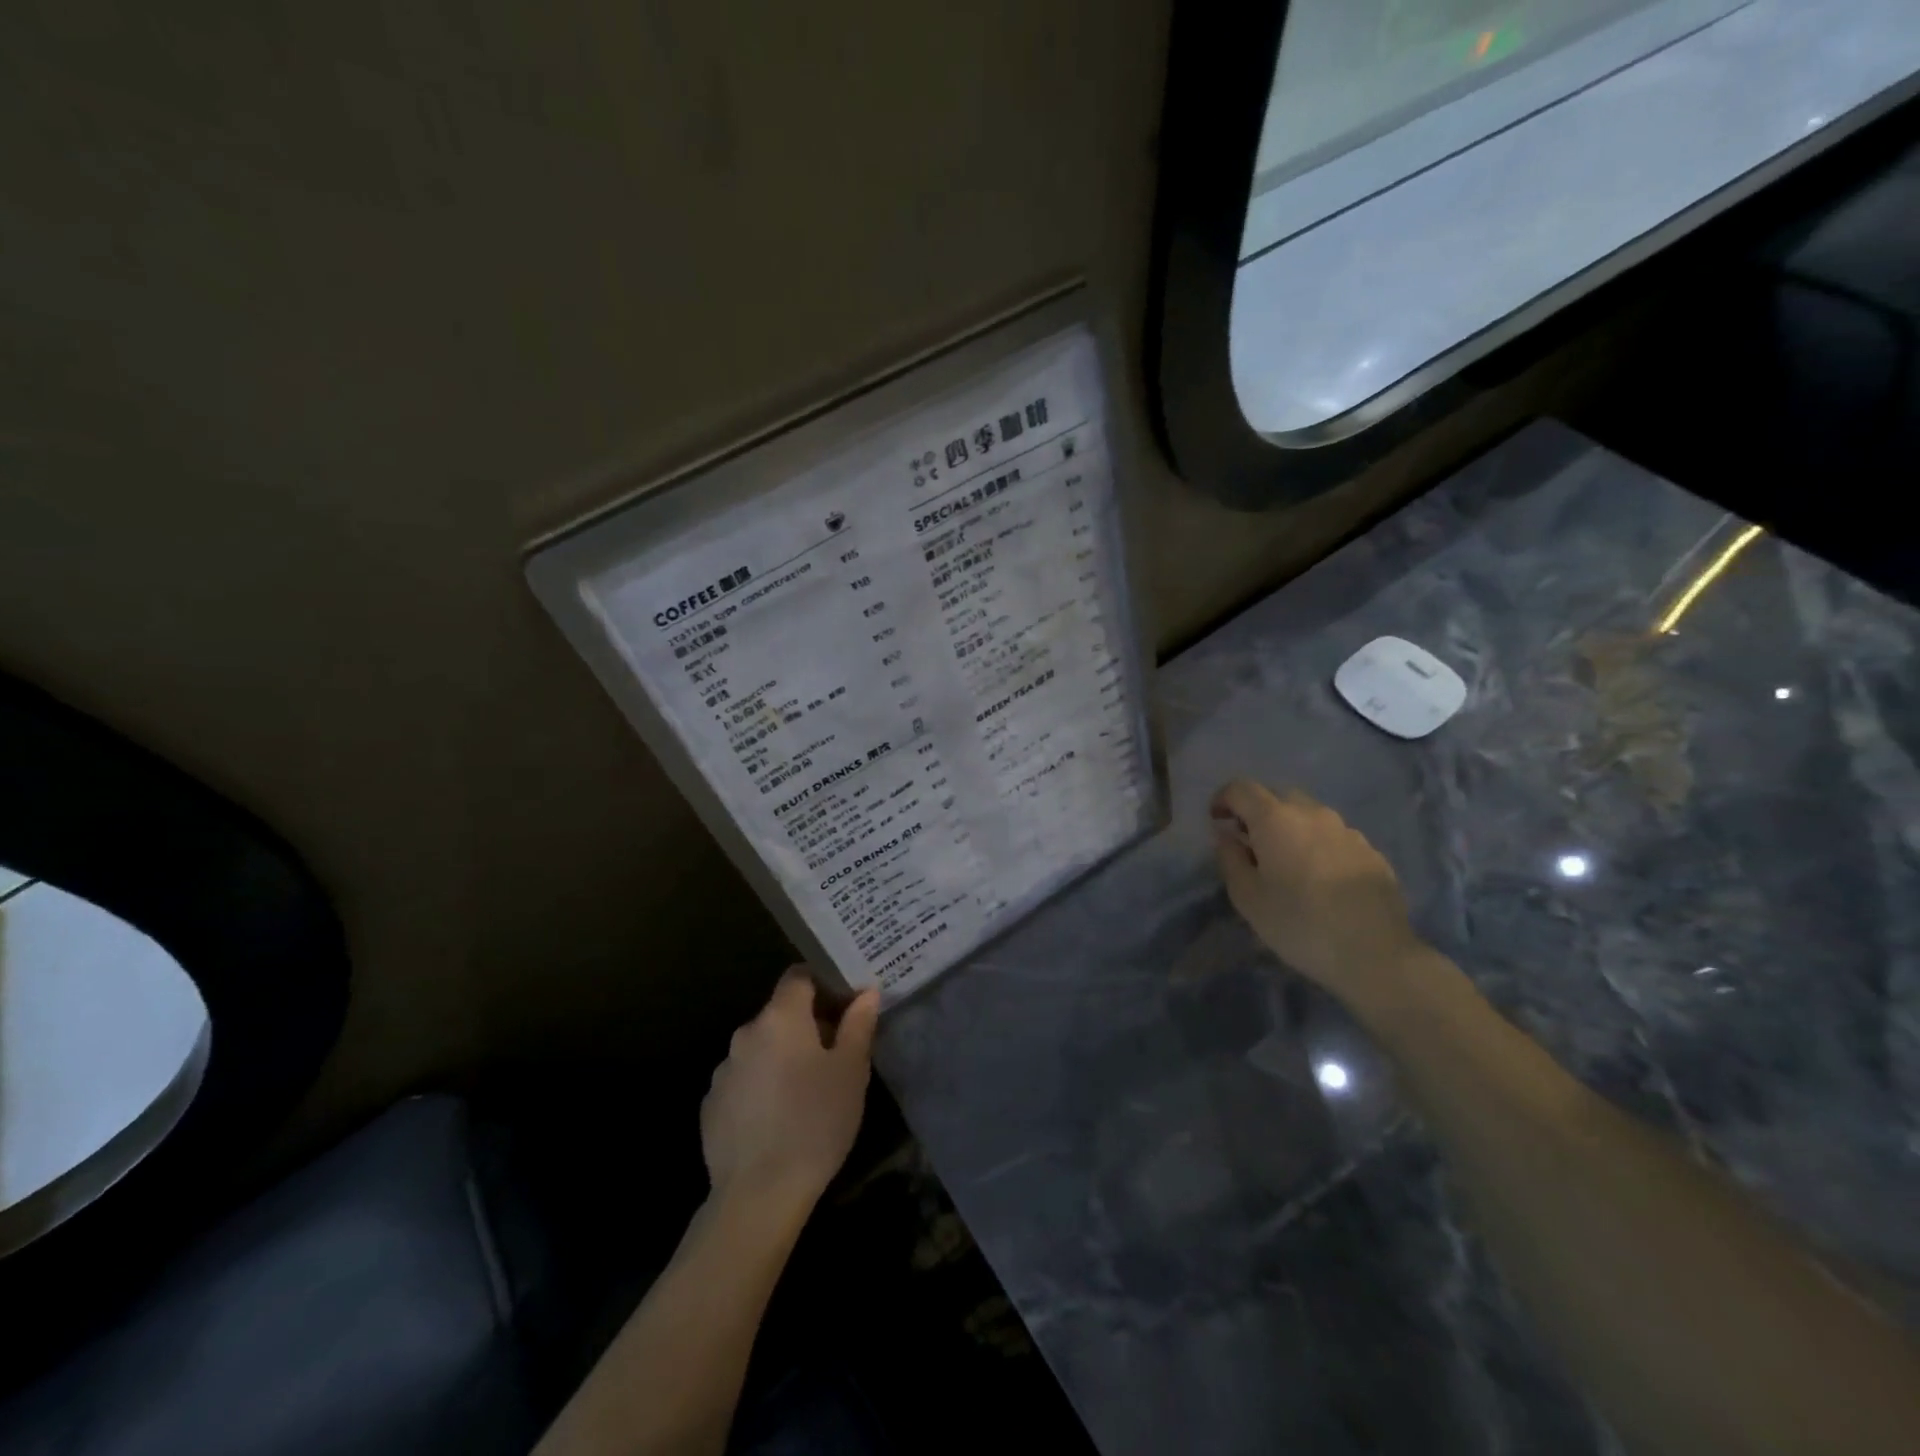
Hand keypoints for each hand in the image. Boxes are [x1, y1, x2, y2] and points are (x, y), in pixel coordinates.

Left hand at [701, 968, 879, 1217]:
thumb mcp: (851, 1071)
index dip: (822, 983)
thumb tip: (866, 993)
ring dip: (782, 1056)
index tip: (843, 1004)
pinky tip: (778, 1118)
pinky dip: (762, 1086)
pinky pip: (744, 1080)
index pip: (798, 976)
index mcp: (780, 1017)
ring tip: (807, 1090)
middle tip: (835, 1053)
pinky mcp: (712, 1105)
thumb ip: (858, 1024)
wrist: (758, 1194)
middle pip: (780, 1013)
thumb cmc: (815, 1122)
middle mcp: (746, 1033)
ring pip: (761, 1048)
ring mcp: (723, 1070)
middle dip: (807, 1025)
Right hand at [1210, 779, 1427, 1011]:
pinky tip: (1320, 879)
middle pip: (1278, 795)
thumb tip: (1226, 835)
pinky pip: (1334, 836)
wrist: (1376, 954)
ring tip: (1288, 863)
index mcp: (1276, 819)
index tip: (1217, 822)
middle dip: (1258, 812)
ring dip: (1291, 828)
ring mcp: (1347, 830)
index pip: (1241, 788)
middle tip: (1250, 843)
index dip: (1223, 799)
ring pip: (1309, 815)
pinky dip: (1318, 846)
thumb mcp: (1247, 898)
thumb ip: (1230, 858)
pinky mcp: (1371, 851)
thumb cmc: (1299, 924)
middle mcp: (1313, 813)